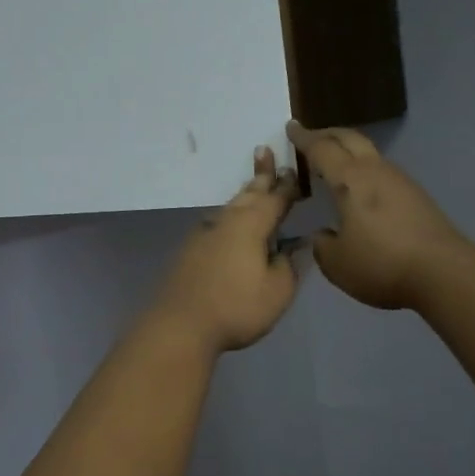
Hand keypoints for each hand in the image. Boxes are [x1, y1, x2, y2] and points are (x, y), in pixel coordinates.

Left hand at [148, 148, 300, 353]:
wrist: (180, 324)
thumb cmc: (236, 307)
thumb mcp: (277, 291)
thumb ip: (289, 264)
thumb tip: (294, 245)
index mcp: (251, 225)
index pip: (275, 199)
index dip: (287, 186)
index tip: (294, 169)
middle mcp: (226, 221)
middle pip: (248, 194)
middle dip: (260, 175)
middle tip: (264, 151)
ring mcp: (204, 234)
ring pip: (230, 207)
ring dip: (244, 195)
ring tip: (253, 185)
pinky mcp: (189, 250)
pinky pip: (217, 223)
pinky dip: (230, 217)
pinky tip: (229, 223)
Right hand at [288, 122, 470, 310]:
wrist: (444, 274)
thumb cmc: (381, 264)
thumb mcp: (336, 263)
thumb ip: (322, 244)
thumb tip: (324, 235)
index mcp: (350, 180)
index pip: (321, 149)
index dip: (303, 138)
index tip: (291, 127)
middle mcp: (375, 171)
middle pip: (350, 138)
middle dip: (328, 134)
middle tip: (310, 137)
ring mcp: (400, 181)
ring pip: (369, 153)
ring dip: (348, 151)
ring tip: (333, 162)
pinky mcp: (416, 197)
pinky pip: (382, 171)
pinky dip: (363, 170)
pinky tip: (359, 189)